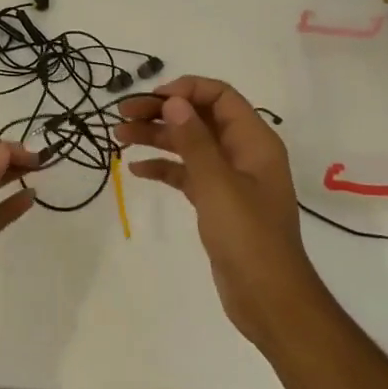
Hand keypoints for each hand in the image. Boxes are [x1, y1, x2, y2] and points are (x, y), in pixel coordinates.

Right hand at [115, 76, 327, 352]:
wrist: (268, 298)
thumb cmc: (247, 237)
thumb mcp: (218, 184)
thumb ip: (194, 141)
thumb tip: (173, 101)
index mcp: (254, 141)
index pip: (220, 96)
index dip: (185, 90)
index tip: (150, 99)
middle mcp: (243, 153)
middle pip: (199, 118)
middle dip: (161, 113)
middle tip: (122, 115)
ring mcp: (230, 179)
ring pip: (189, 145)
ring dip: (156, 138)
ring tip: (118, 136)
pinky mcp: (217, 203)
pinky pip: (187, 174)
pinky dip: (164, 168)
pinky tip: (136, 170)